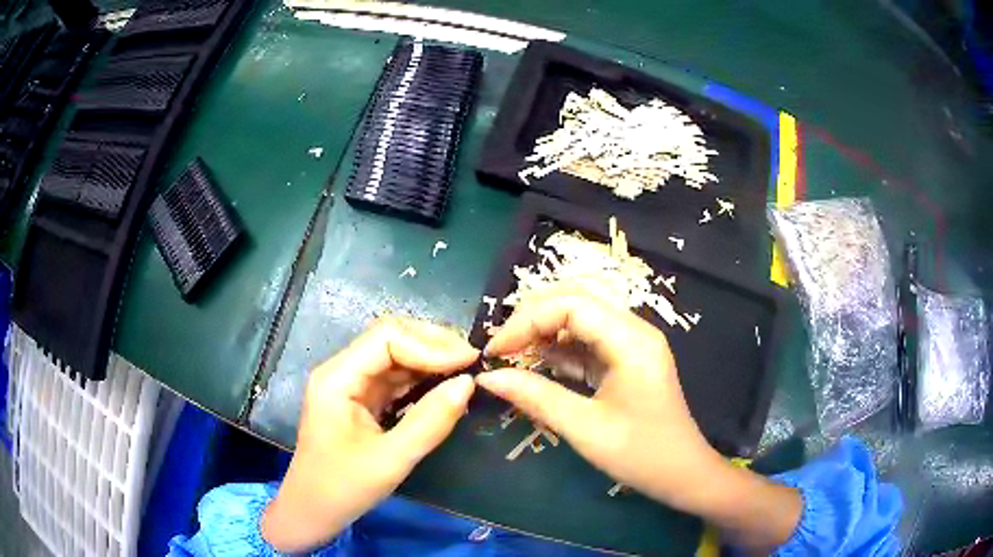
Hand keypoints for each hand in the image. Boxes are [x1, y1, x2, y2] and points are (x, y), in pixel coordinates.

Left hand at [262, 317, 477, 552]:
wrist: (312, 510)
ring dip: (431, 359)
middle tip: (473, 361)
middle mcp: (342, 371)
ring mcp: (351, 384)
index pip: (386, 338)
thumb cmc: (343, 489)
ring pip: (395, 355)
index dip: (430, 345)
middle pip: (390, 338)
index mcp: (337, 379)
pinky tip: (445, 384)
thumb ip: (430, 422)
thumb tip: (468, 384)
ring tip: (466, 369)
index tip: (469, 362)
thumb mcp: (390, 461)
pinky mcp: (360, 399)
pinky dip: (422, 377)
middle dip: (433, 345)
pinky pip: (394, 377)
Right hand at [478, 286, 800, 550]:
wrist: (682, 475)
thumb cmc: (641, 454)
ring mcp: (630, 344)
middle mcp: (632, 330)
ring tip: (511, 359)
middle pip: (574, 302)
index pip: (571, 305)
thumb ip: (536, 397)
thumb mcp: (585, 428)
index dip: (527, 320)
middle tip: (500, 351)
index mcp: (631, 339)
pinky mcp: (624, 360)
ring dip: (543, 335)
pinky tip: (536, 368)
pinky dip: (558, 352)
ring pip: (578, 320)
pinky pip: (586, 343)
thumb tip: (488, 378)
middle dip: (532, 321)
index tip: (495, 351)